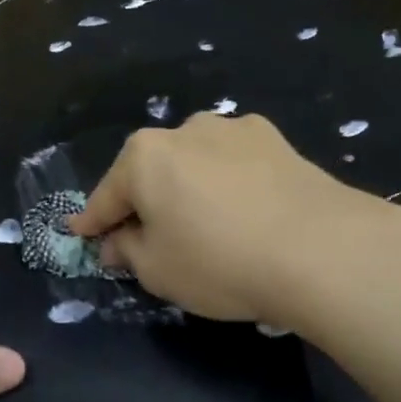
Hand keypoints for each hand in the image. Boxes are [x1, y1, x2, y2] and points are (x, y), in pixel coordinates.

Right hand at [66, 113, 399, 327]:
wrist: (319, 248)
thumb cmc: (219, 262)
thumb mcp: (157, 271)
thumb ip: (128, 250)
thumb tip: (118, 240)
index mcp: (144, 156)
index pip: (106, 196)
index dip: (92, 221)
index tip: (81, 234)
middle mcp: (186, 130)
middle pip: (152, 172)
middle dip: (144, 202)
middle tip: (147, 238)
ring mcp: (235, 129)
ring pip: (196, 163)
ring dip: (190, 187)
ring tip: (205, 223)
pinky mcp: (277, 140)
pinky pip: (235, 164)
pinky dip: (229, 183)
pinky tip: (245, 210)